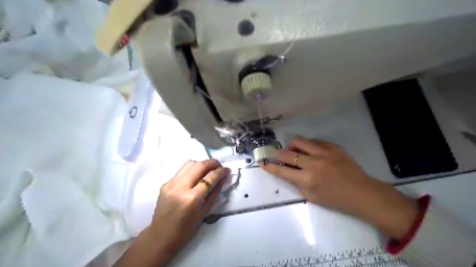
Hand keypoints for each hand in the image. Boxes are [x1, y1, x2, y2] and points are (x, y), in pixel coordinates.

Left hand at [149, 159, 228, 258]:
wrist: (160, 236)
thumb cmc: (186, 229)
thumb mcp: (205, 212)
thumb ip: (215, 193)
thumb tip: (222, 178)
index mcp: (192, 198)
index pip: (210, 177)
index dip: (221, 171)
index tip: (227, 170)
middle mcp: (180, 187)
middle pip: (199, 165)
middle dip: (212, 163)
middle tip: (219, 167)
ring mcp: (171, 183)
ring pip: (190, 163)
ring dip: (202, 164)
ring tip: (208, 170)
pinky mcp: (165, 183)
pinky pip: (182, 171)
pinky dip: (192, 170)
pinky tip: (196, 177)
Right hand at [263, 137, 417, 237]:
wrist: (362, 193)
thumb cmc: (336, 200)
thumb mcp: (312, 197)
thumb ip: (297, 183)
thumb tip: (287, 170)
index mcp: (307, 180)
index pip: (281, 170)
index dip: (269, 166)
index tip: (262, 162)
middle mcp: (313, 164)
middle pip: (287, 153)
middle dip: (277, 154)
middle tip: (277, 155)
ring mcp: (324, 152)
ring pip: (299, 141)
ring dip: (292, 146)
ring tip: (296, 152)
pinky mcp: (333, 147)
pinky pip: (314, 141)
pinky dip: (308, 146)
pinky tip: (311, 152)